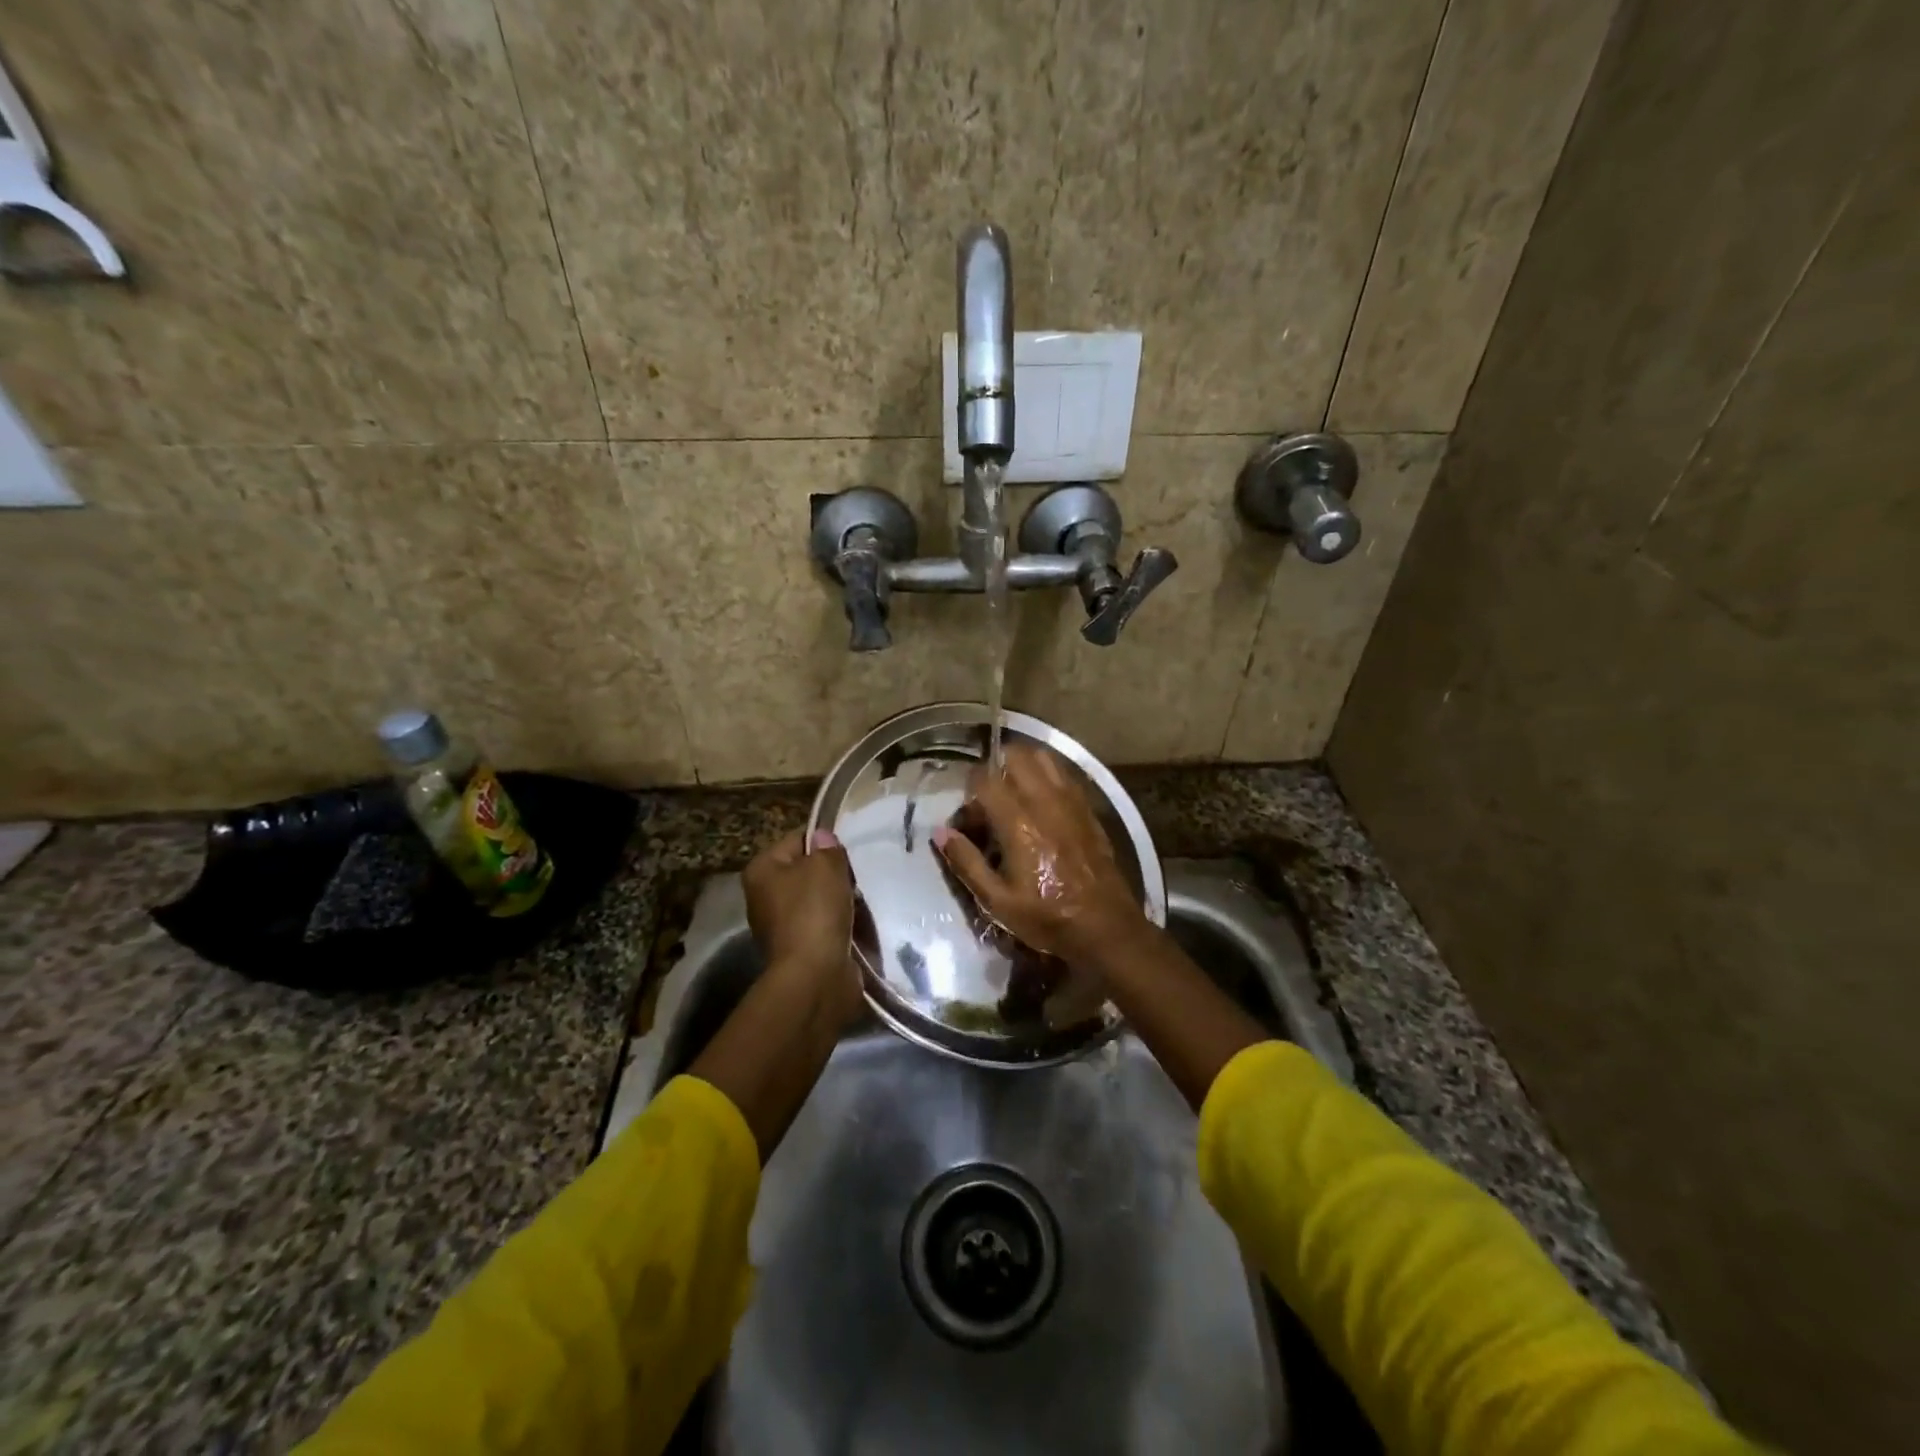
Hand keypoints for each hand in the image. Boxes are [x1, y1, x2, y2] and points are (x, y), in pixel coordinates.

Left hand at [744, 829, 860, 1027]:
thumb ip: (827, 847)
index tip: (847, 853)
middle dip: (833, 874)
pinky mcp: (798, 949)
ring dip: (839, 900)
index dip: (824, 842)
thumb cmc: (814, 912)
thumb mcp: (826, 866)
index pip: (796, 840)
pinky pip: (823, 925)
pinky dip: (839, 924)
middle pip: (806, 871)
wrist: (814, 976)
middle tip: (855, 878)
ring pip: (817, 899)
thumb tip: (823, 839)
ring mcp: (779, 926)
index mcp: (761, 870)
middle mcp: (763, 896)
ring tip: (859, 901)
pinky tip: (856, 924)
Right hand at [933, 745, 1146, 967]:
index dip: (969, 792)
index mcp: (1019, 822)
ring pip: (1043, 757)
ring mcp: (1071, 800)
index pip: (985, 780)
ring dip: (1022, 765)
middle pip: (1016, 756)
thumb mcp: (997, 901)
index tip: (968, 817)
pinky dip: (1046, 775)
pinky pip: (1063, 773)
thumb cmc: (1047, 916)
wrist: (1105, 926)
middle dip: (995, 768)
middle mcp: (1045, 801)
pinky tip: (1040, 801)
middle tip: (988, 798)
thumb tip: (941, 832)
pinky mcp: (1088, 807)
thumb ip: (967, 862)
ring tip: (1013, 792)